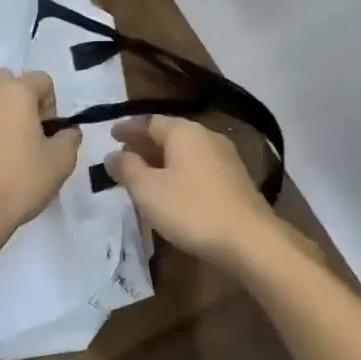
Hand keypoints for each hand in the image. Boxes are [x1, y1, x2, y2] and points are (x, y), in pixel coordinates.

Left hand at [0, 69, 79, 255]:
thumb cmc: (17, 184)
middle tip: (21, 136)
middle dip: (15, 101)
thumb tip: (66, 131)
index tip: (48, 133)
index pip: (41, 79)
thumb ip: (69, 139)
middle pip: (4, 82)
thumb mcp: (60, 164)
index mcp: (15, 92)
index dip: (49, 104)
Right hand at [106, 117, 278, 268]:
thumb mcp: (148, 190)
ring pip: (185, 151)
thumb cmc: (191, 208)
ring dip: (163, 158)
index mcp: (184, 131)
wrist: (249, 238)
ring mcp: (225, 157)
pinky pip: (199, 167)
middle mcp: (206, 136)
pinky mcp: (235, 179)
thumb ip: (127, 168)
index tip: (110, 135)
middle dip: (145, 142)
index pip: (150, 121)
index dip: (128, 128)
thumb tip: (113, 155)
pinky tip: (172, 189)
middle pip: (170, 133)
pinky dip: (180, 171)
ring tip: (144, 173)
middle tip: (124, 154)